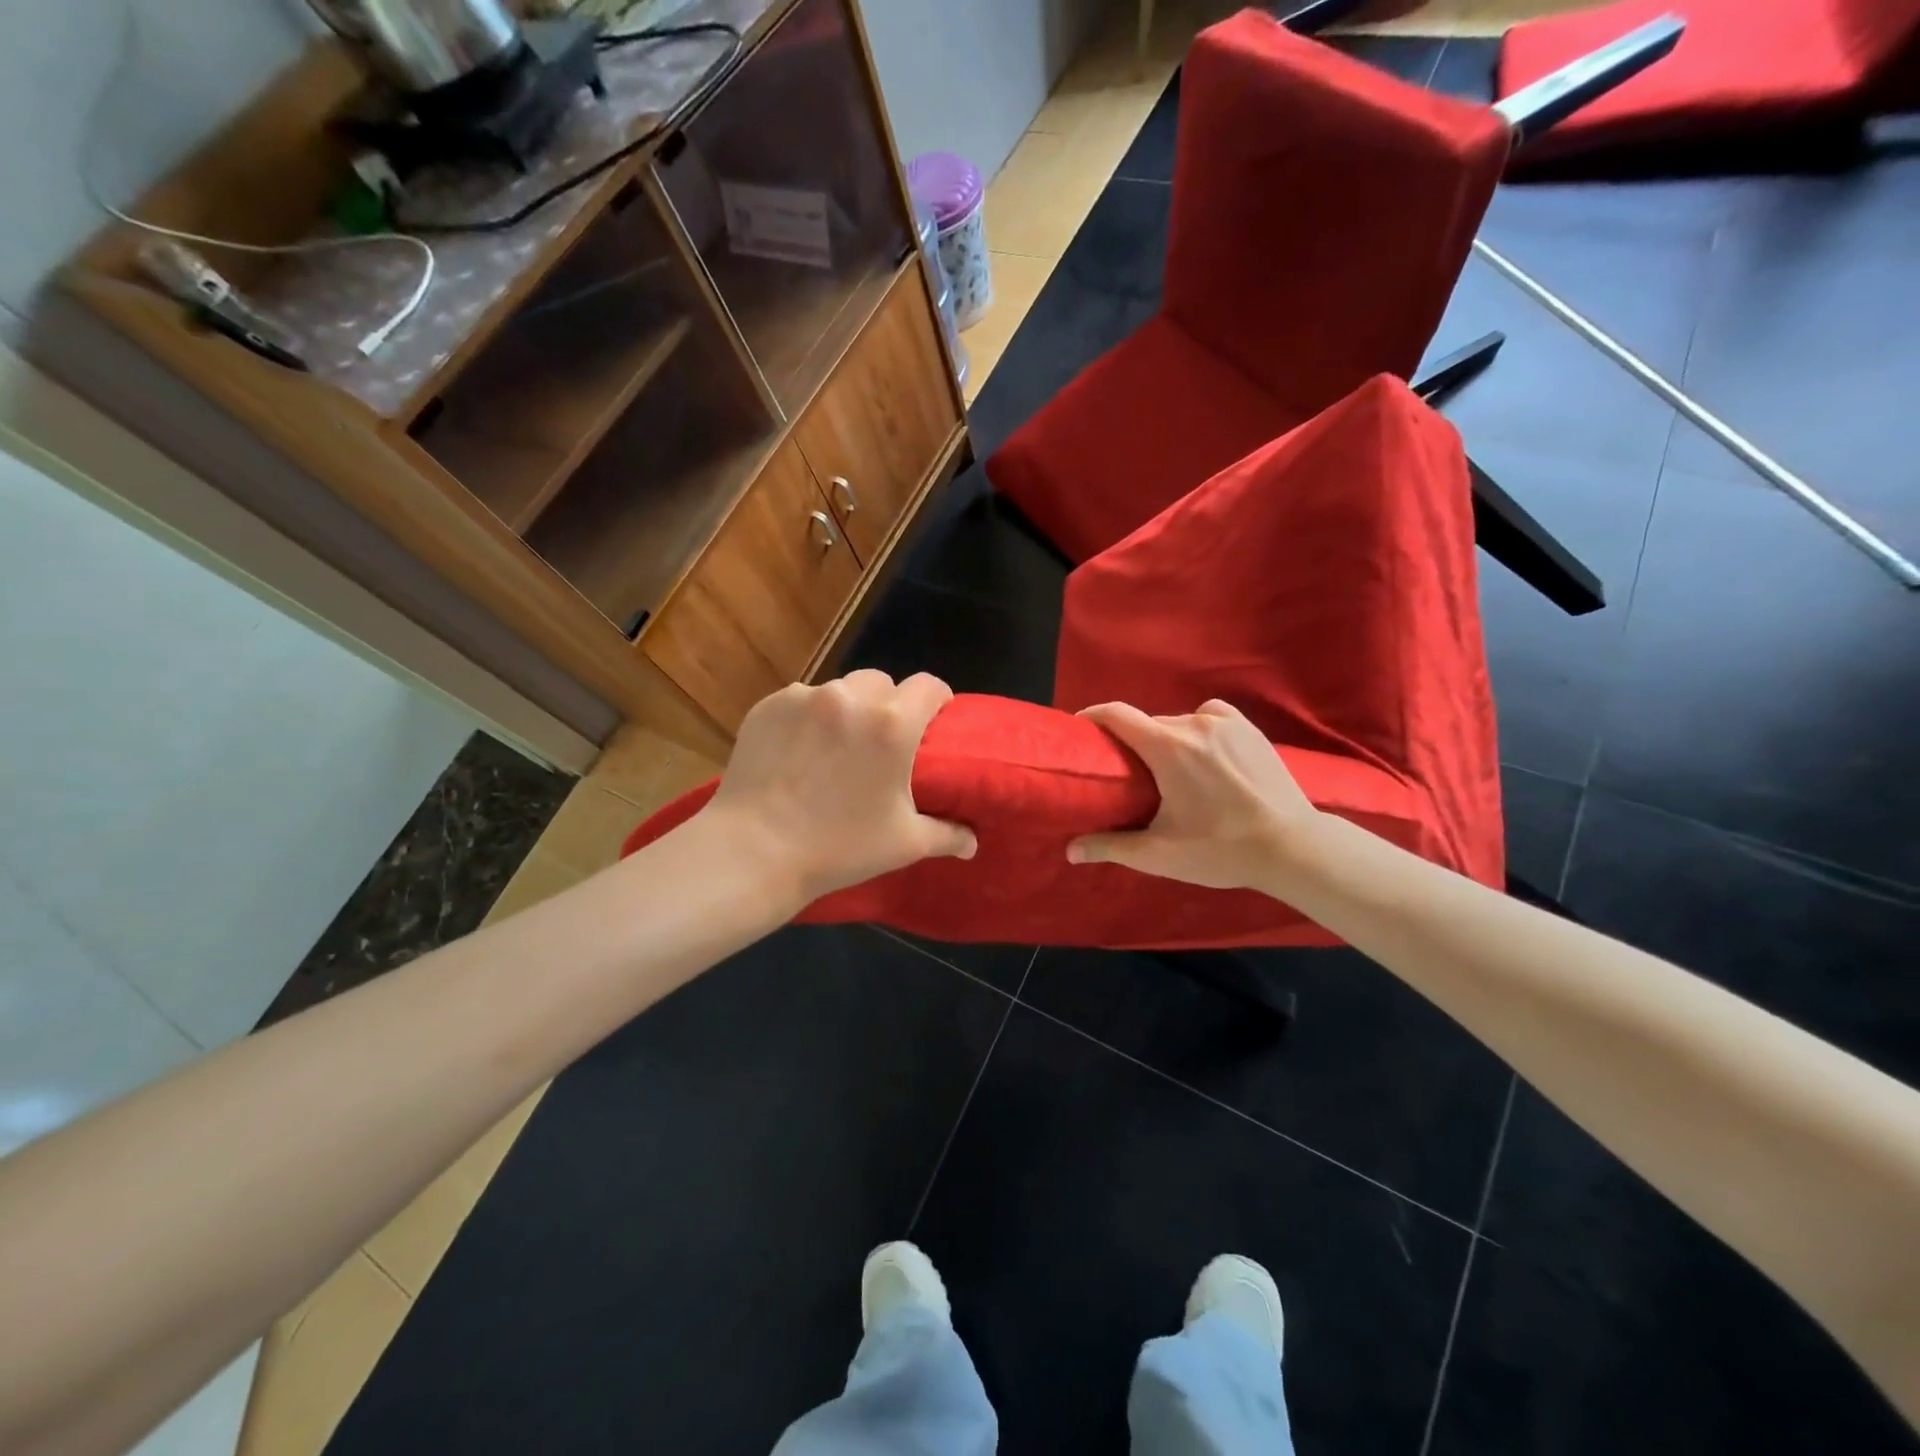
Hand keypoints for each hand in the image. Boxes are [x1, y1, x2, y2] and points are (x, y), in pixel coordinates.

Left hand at [701, 671, 976, 904]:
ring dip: (847, 709)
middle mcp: (850, 699)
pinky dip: (809, 718)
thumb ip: (947, 834)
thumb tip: (973, 843)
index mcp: (892, 725)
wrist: (754, 852)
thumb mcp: (903, 843)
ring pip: (840, 690)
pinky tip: (799, 751)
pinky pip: (802, 700)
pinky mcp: (769, 706)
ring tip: (836, 747)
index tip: (934, 720)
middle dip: (888, 705)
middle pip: (882, 683)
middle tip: (881, 742)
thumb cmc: (838, 847)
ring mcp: (805, 698)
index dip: (937, 700)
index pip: (929, 685)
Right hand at [1067, 700, 1320, 891]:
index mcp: (1167, 748)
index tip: (1080, 730)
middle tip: (1129, 773)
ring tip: (1171, 771)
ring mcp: (1225, 723)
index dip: (1092, 717)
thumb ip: (1111, 847)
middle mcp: (1193, 724)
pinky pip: (1209, 716)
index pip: (1117, 714)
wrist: (1292, 847)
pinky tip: (1204, 752)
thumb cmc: (1220, 849)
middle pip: (1148, 724)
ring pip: (1178, 722)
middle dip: (1133, 743)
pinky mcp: (1249, 729)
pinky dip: (1197, 728)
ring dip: (1166, 740)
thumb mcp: (1160, 854)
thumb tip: (1071, 851)